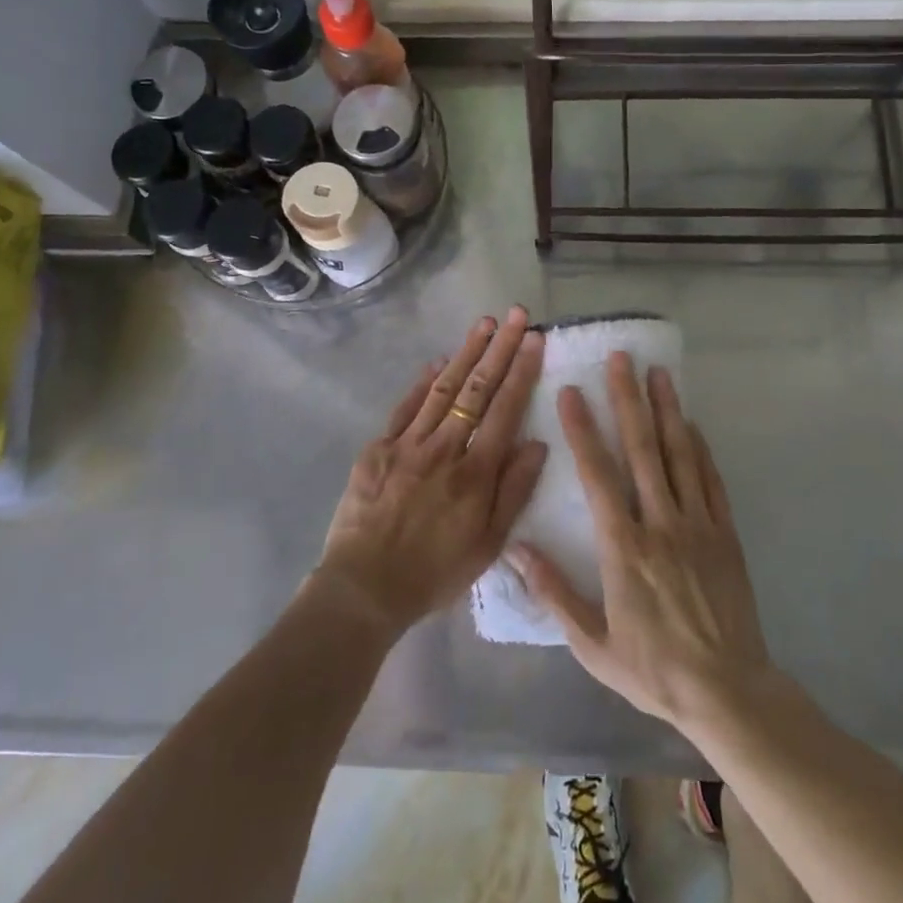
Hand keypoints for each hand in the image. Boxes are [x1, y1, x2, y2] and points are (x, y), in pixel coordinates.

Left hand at [314, 308, 547, 641]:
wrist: (364, 588)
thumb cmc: (434, 573)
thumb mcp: (488, 545)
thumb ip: (514, 491)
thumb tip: (537, 443)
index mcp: (475, 473)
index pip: (505, 409)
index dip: (522, 371)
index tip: (535, 339)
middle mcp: (444, 448)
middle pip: (477, 389)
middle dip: (500, 348)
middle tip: (515, 314)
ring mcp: (408, 443)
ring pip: (444, 389)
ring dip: (466, 353)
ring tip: (484, 323)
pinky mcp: (378, 447)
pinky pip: (406, 407)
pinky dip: (424, 381)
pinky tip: (439, 361)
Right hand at [510, 352, 773, 732]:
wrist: (728, 692)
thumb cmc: (653, 669)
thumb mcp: (592, 643)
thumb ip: (554, 592)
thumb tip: (515, 548)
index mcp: (623, 548)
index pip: (598, 476)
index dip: (583, 430)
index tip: (572, 392)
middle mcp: (660, 523)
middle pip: (642, 449)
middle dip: (629, 400)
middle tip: (622, 358)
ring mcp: (698, 524)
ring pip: (680, 455)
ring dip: (667, 410)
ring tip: (659, 372)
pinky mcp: (725, 533)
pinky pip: (711, 480)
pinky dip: (700, 447)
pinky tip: (691, 423)